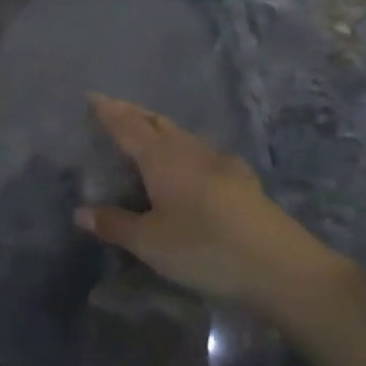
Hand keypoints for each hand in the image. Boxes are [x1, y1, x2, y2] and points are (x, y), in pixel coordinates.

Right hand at [75, 94, 350, 311]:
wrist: (284, 269)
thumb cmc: (206, 249)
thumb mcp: (150, 243)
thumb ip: (115, 224)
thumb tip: (81, 211)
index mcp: (162, 158)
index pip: (127, 126)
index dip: (108, 111)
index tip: (92, 96)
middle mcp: (190, 151)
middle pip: (157, 123)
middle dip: (133, 113)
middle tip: (114, 109)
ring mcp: (221, 164)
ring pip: (182, 136)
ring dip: (159, 129)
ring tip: (145, 134)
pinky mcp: (242, 182)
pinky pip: (202, 153)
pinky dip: (183, 150)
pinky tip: (189, 165)